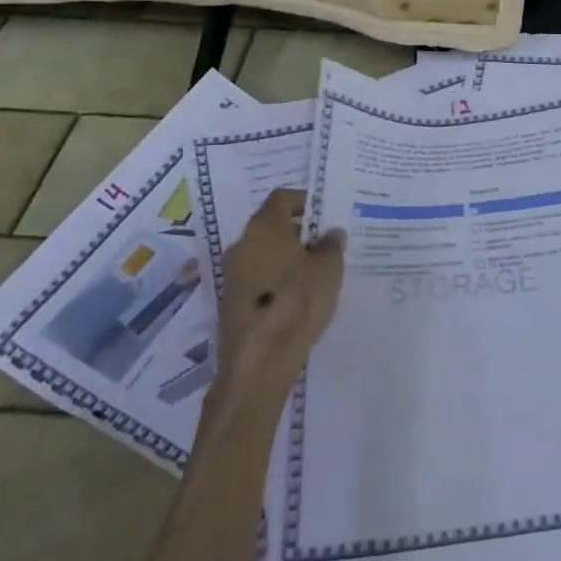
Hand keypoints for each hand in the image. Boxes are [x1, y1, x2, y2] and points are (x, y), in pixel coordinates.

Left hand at [211, 188, 344, 406]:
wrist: (258, 362)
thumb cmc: (297, 301)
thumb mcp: (329, 269)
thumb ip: (331, 245)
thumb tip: (330, 234)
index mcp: (264, 226)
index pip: (282, 198)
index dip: (304, 201)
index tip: (324, 215)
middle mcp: (242, 243)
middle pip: (271, 226)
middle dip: (297, 232)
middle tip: (324, 245)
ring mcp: (231, 274)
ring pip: (262, 253)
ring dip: (285, 258)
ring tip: (314, 274)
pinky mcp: (229, 302)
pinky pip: (256, 279)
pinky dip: (274, 281)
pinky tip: (295, 298)